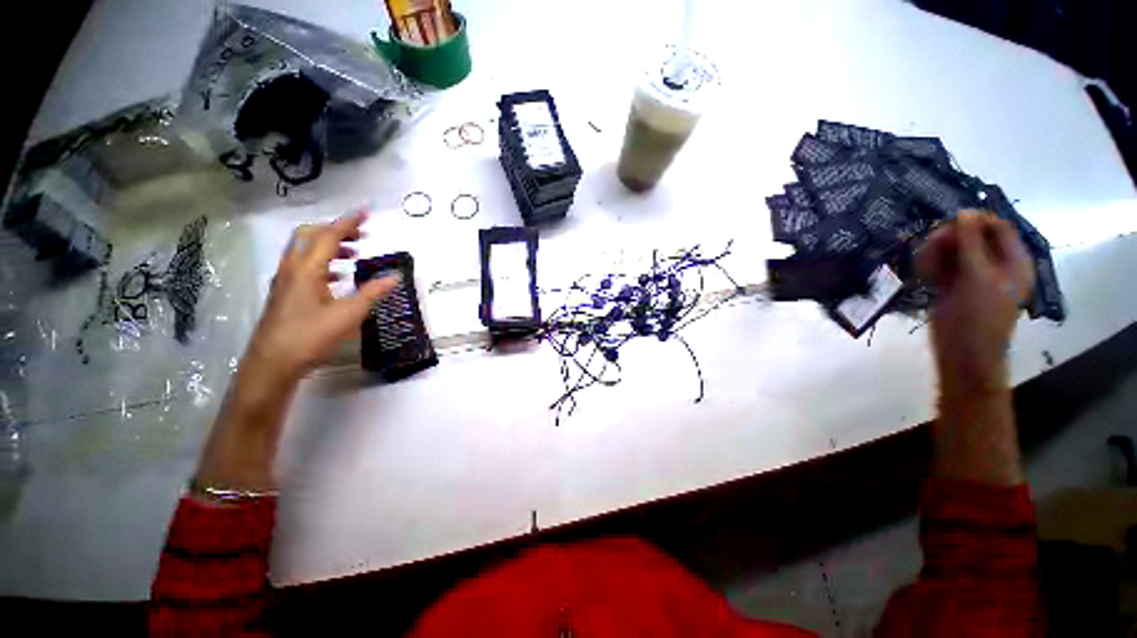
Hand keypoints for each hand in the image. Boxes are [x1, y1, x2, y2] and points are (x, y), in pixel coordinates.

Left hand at [243, 211, 398, 384]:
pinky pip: (302, 267)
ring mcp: (284, 281)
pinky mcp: (284, 294)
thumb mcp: (349, 314)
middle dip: (335, 230)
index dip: (348, 222)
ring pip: (304, 251)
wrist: (273, 364)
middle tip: (360, 235)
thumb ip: (373, 292)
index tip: (365, 211)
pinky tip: (336, 278)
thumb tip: (395, 276)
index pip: (328, 236)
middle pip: (309, 236)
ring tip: (352, 255)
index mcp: (307, 269)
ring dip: (328, 246)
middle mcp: (292, 269)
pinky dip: (322, 263)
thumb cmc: (311, 336)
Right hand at [918, 211, 1034, 396]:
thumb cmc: (980, 315)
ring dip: (935, 253)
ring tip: (925, 266)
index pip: (997, 227)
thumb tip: (964, 212)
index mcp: (1013, 260)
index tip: (950, 224)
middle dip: (949, 239)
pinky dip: (929, 266)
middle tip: (931, 246)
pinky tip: (923, 275)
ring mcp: (970, 275)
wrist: (963, 352)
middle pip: (970, 236)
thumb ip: (971, 243)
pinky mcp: (949, 285)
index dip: (975, 221)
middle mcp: (992, 263)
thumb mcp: (978, 276)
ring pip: (950, 250)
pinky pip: (938, 265)